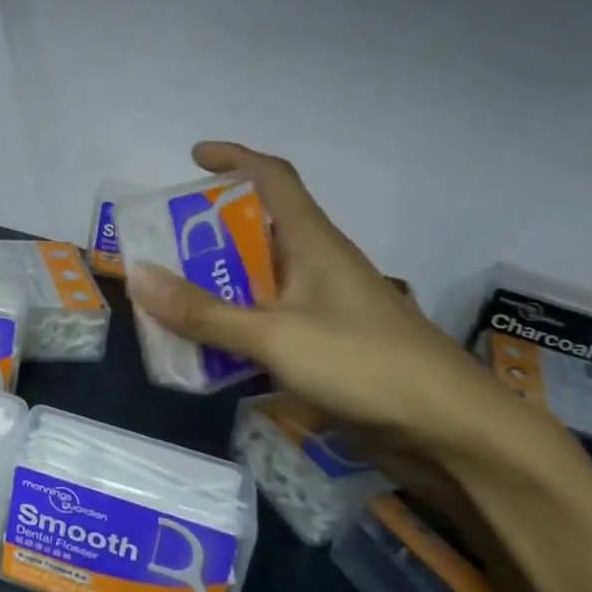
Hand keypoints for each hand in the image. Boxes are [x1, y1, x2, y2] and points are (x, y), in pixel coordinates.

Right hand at [127, 141, 535, 463]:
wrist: (453, 434)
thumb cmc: (366, 364)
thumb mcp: (275, 336)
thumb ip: (204, 312)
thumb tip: (137, 276)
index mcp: (313, 242)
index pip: (273, 178)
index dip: (235, 158)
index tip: (195, 156)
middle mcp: (316, 266)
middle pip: (256, 231)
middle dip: (207, 231)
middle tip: (160, 243)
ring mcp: (321, 309)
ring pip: (257, 281)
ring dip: (215, 284)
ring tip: (167, 294)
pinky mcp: (324, 347)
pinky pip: (265, 322)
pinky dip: (231, 325)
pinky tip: (202, 346)